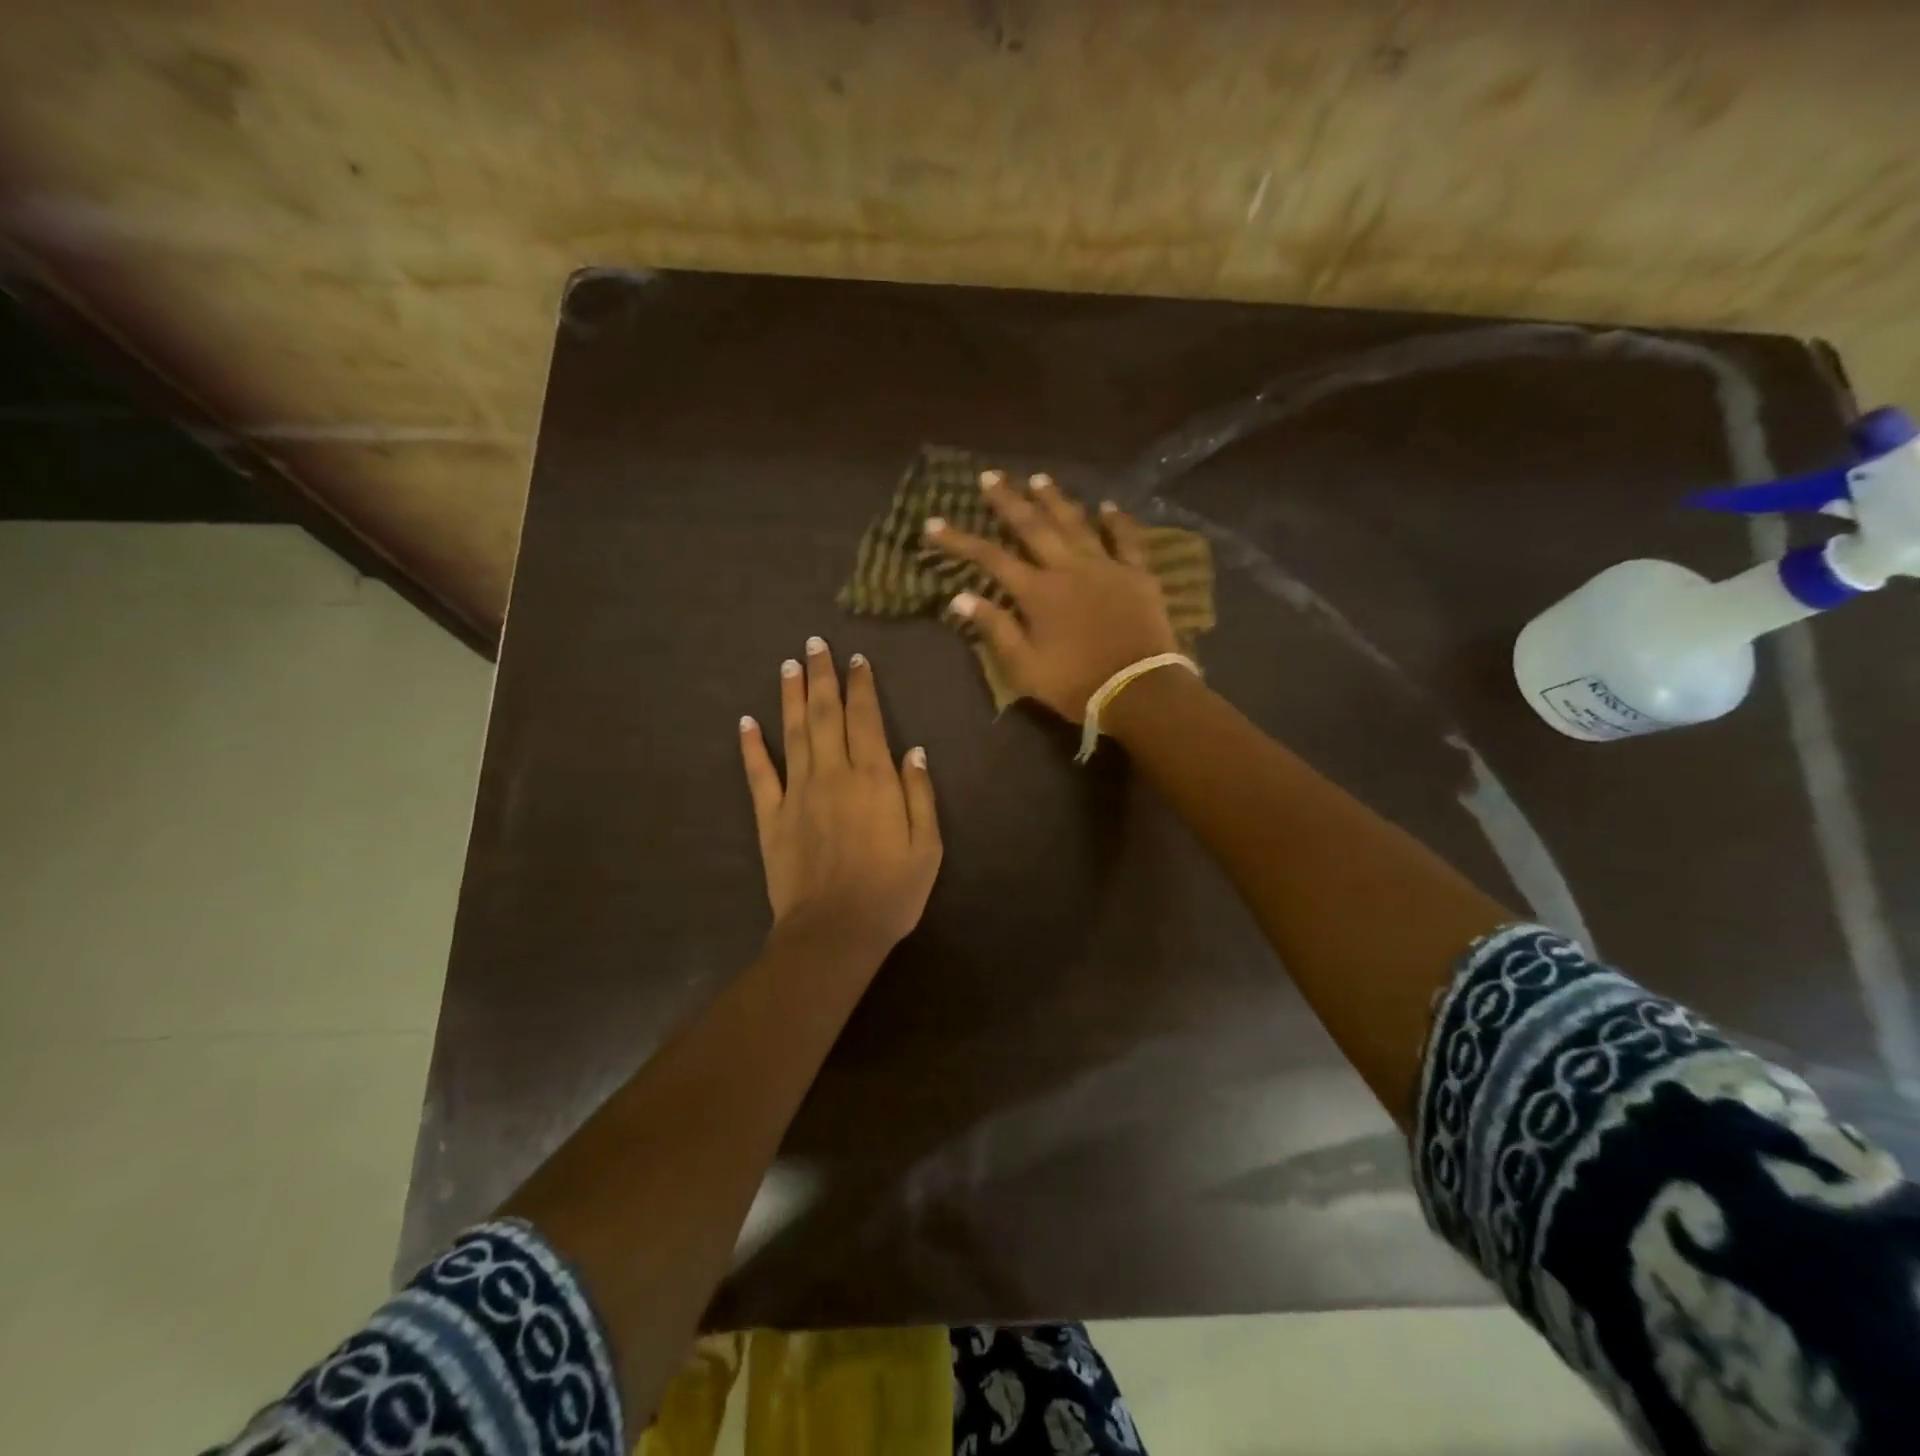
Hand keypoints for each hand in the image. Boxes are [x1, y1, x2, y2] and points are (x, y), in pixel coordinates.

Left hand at [739, 638, 942, 958]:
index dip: (861, 687)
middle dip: (822, 677)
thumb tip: (913, 750)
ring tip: (788, 664)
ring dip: (791, 696)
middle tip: (815, 644)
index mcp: (874, 778)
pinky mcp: (771, 817)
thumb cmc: (891, 891)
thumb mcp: (927, 846)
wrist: (835, 931)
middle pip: (826, 715)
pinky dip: (751, 746)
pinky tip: (746, 721)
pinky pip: (759, 774)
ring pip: (793, 733)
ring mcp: (797, 793)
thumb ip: (920, 793)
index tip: (856, 660)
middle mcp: (834, 774)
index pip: (866, 719)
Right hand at [924, 470, 1178, 721]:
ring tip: (1038, 478)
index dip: (959, 540)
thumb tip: (960, 597)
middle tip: (990, 476)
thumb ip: (995, 628)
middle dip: (1008, 501)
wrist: (1139, 690)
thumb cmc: (1076, 683)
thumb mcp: (1025, 667)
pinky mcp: (1137, 574)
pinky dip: (1117, 521)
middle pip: (1033, 527)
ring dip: (1055, 500)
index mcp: (1037, 592)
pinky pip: (1126, 540)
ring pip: (1076, 523)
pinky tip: (1108, 505)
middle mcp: (1068, 568)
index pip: (990, 558)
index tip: (934, 523)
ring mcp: (1105, 566)